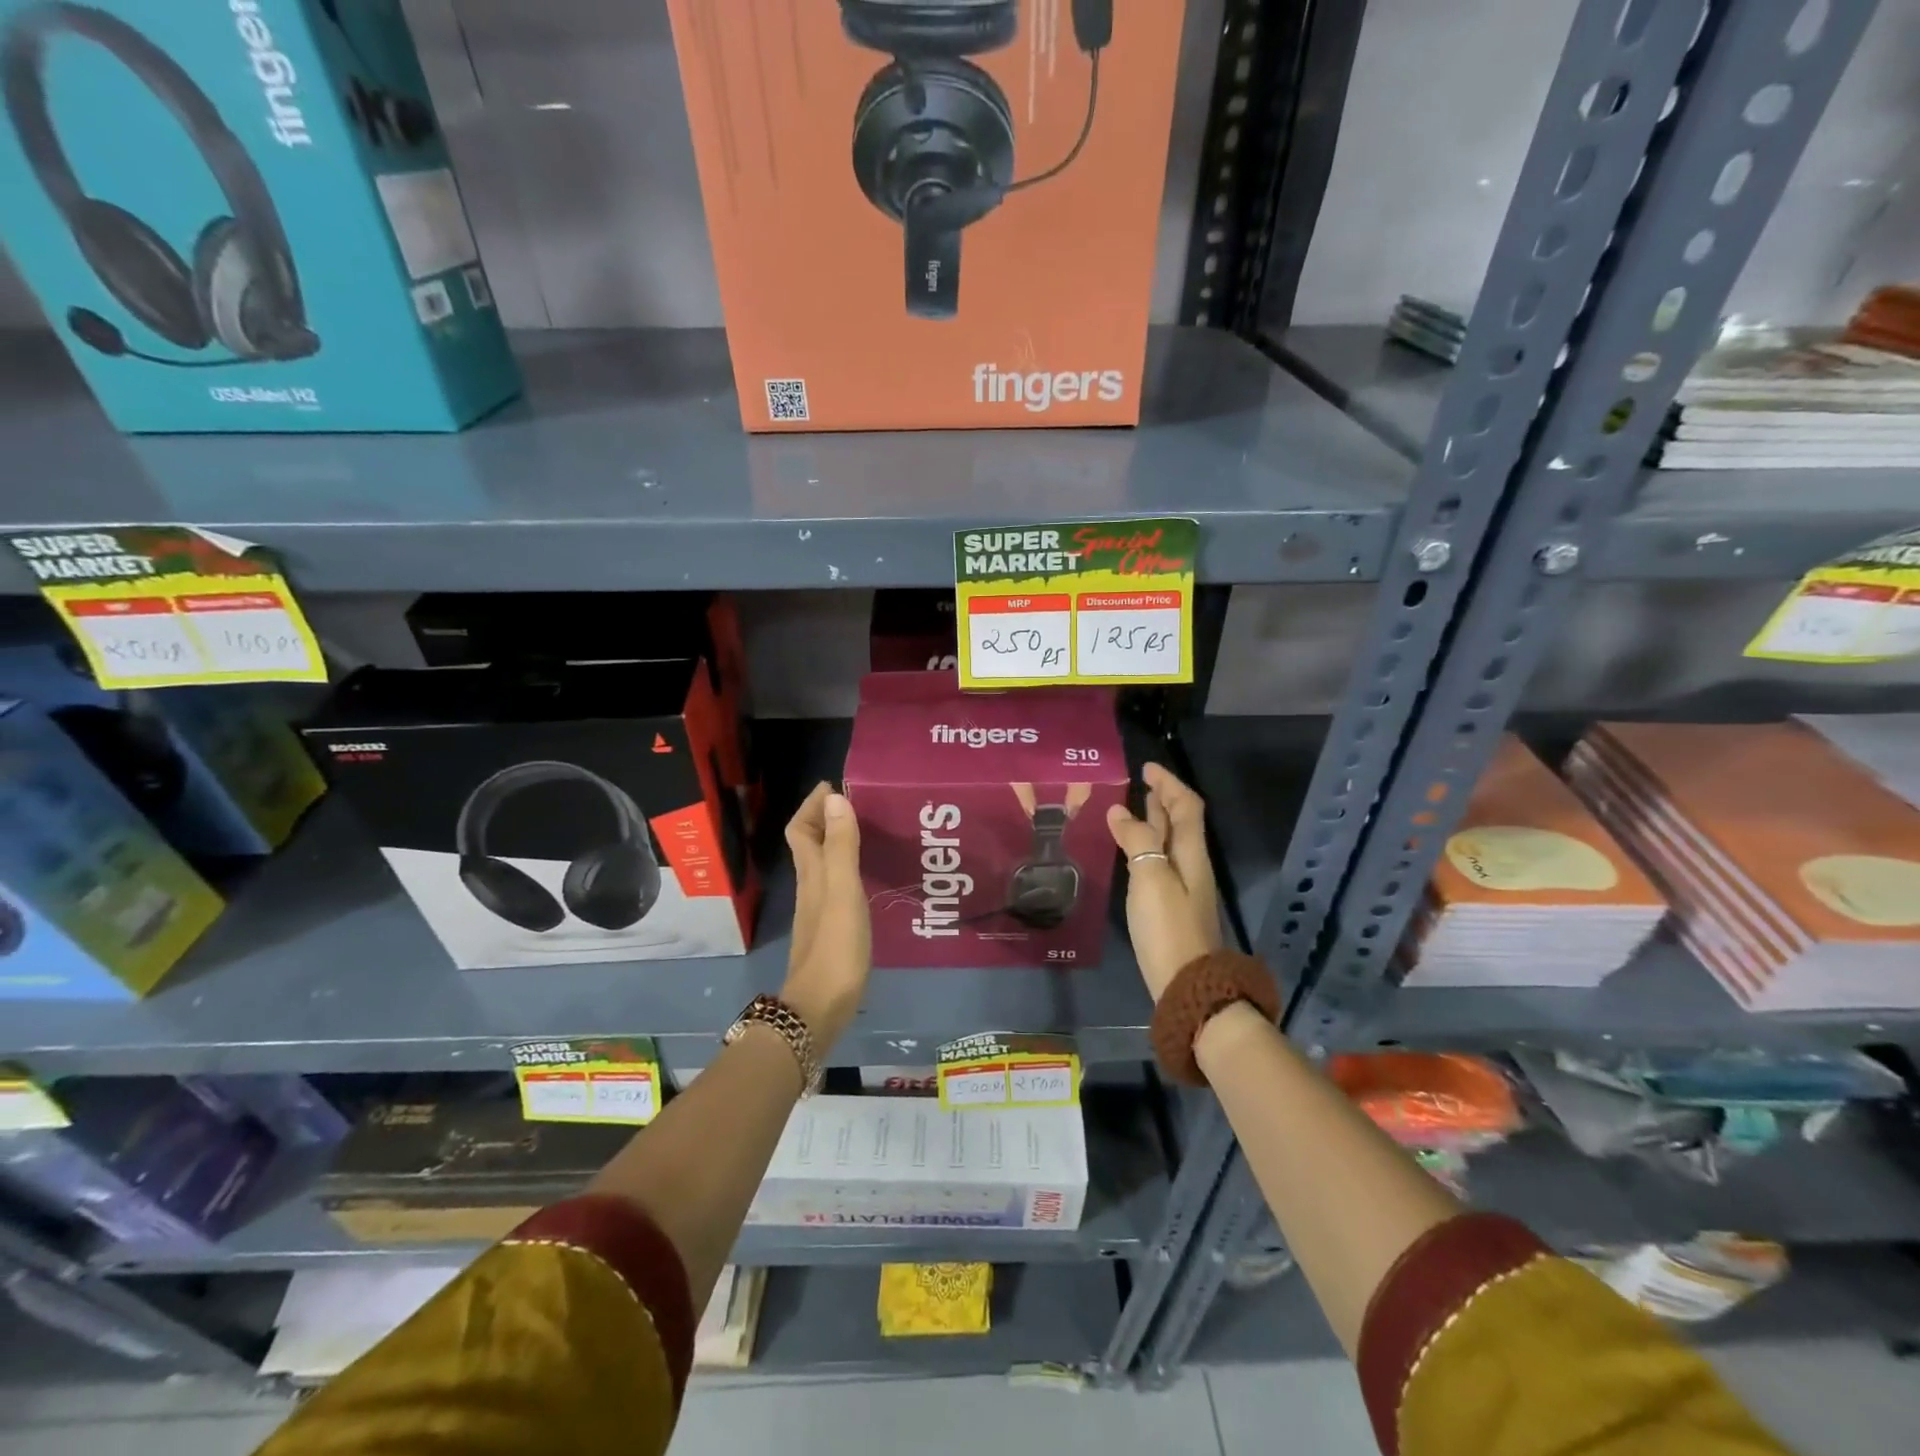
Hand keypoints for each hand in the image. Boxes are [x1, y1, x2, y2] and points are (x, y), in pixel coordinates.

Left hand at [781, 782, 870, 1051]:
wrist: (820, 1008)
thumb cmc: (835, 947)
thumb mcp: (843, 890)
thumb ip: (841, 846)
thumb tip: (834, 797)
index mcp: (812, 874)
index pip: (800, 829)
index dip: (812, 805)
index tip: (834, 784)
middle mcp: (811, 887)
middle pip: (809, 844)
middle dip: (826, 818)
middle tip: (858, 803)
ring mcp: (819, 911)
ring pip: (823, 864)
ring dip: (838, 842)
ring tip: (868, 831)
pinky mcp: (831, 930)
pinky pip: (836, 885)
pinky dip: (848, 869)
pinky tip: (868, 876)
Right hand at [1106, 763, 1221, 1001]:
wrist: (1187, 985)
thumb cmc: (1169, 927)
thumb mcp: (1151, 878)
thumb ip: (1137, 841)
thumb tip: (1118, 812)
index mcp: (1191, 853)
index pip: (1186, 806)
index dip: (1169, 784)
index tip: (1146, 768)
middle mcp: (1191, 865)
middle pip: (1181, 822)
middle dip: (1162, 798)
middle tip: (1138, 783)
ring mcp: (1182, 887)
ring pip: (1170, 842)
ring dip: (1154, 821)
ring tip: (1131, 807)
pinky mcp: (1170, 906)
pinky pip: (1159, 861)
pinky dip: (1146, 845)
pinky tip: (1129, 851)